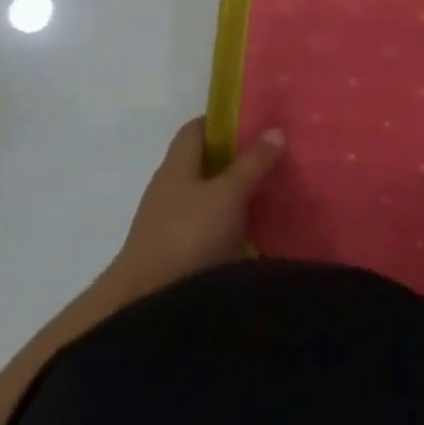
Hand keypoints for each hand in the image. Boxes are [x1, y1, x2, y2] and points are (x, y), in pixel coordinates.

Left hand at [101, 119, 284, 302]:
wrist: (148, 304)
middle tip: (274, 154)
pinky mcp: (179, 253)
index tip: (256, 121)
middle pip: (204, 163)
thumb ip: (252, 163)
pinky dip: (231, 221)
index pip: (196, 129)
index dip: (223, 121)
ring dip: (235, 192)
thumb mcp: (228, 194)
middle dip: (236, 158)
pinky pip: (210, 225)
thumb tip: (275, 129)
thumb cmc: (188, 235)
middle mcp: (170, 189)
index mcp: (176, 166)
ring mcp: (171, 223)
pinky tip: (257, 227)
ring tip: (274, 189)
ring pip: (208, 196)